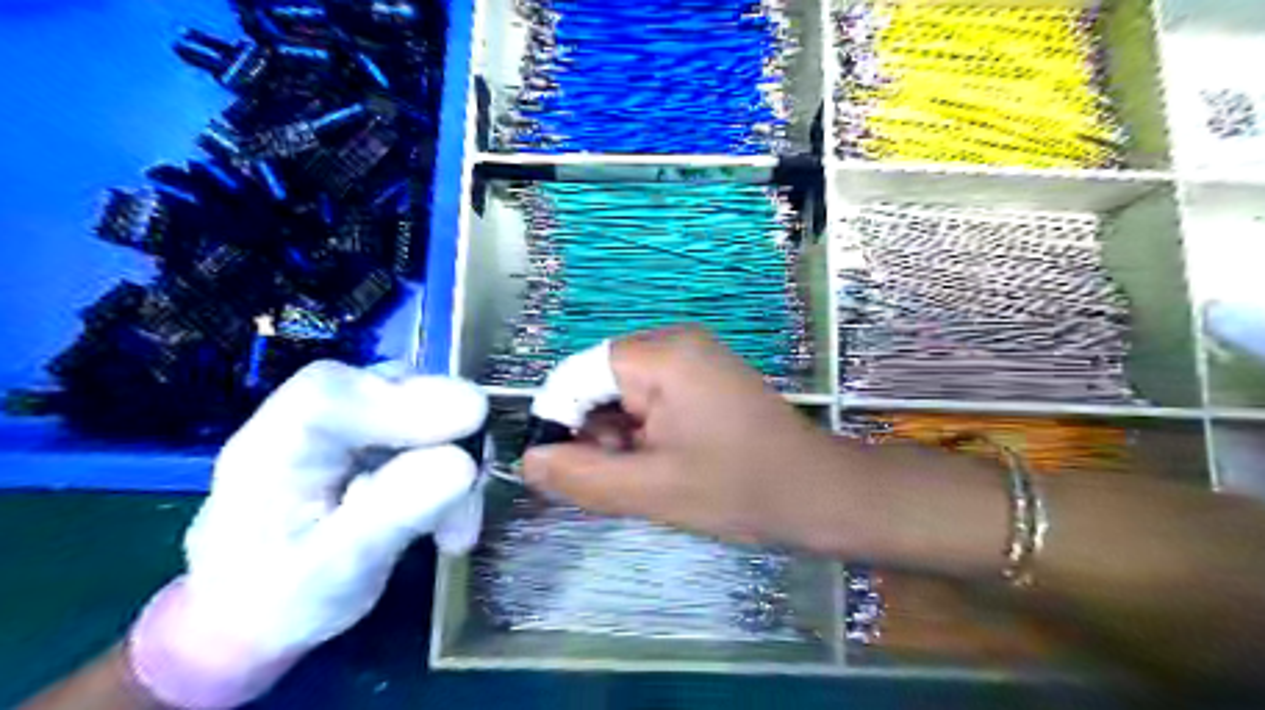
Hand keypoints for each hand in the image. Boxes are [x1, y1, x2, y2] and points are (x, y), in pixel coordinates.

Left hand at [126, 363, 484, 707]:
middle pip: (389, 390)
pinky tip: (450, 519)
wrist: (256, 617)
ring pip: (420, 407)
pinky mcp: (374, 436)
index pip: (334, 395)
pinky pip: (430, 430)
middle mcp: (308, 419)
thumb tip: (464, 464)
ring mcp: (347, 423)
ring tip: (457, 528)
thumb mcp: (334, 574)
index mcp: (272, 447)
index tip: (472, 419)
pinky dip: (452, 469)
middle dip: (445, 436)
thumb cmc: (278, 602)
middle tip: (472, 485)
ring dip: (455, 459)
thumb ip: (393, 514)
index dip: (407, 400)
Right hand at [519, 326, 841, 548]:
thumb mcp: (651, 489)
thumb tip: (529, 459)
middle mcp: (675, 342)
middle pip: (600, 382)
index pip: (577, 375)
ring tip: (648, 476)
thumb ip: (581, 475)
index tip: (567, 470)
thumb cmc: (739, 489)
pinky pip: (651, 398)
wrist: (818, 493)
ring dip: (621, 437)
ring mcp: (693, 357)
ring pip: (624, 394)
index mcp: (662, 355)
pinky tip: (664, 463)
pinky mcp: (704, 376)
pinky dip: (644, 432)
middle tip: (621, 480)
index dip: (562, 421)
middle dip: (597, 433)